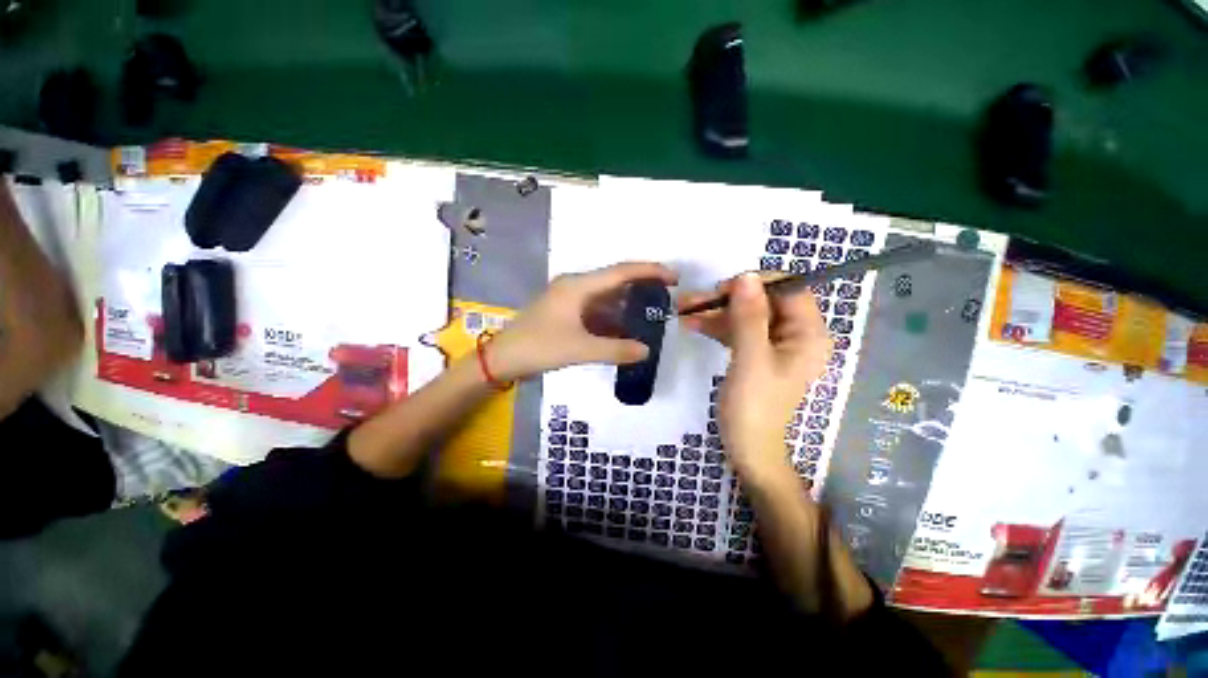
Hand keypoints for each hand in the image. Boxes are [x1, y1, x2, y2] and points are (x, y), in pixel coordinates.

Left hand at [487, 262, 678, 381]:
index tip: (673, 278)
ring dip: (627, 307)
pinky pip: (597, 312)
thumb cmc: (538, 347)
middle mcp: (576, 287)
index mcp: (578, 286)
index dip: (649, 272)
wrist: (502, 358)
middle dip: (642, 288)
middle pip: (615, 282)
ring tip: (652, 316)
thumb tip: (647, 350)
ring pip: (607, 298)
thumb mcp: (580, 349)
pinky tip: (626, 330)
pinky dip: (613, 319)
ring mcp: (570, 300)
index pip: (621, 272)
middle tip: (667, 298)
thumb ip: (615, 350)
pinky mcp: (567, 314)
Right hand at [678, 273, 830, 482]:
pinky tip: (691, 324)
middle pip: (762, 301)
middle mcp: (795, 334)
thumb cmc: (754, 406)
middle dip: (726, 299)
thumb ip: (749, 317)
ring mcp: (773, 344)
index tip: (723, 289)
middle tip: (692, 300)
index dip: (756, 284)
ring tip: (682, 310)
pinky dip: (715, 326)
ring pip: (745, 315)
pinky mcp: (755, 352)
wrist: (747, 447)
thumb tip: (746, 276)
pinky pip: (737, 330)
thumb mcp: (751, 359)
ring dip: (715, 311)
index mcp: (808, 334)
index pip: (788, 290)